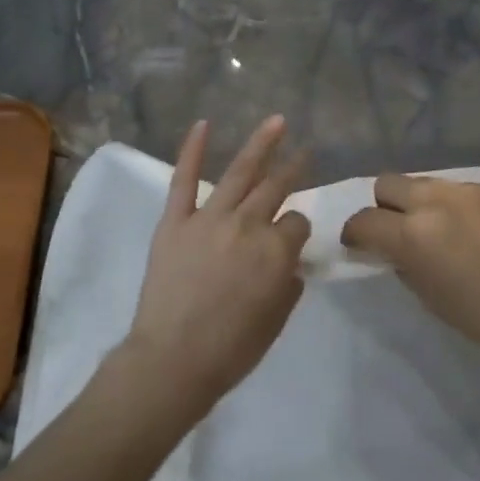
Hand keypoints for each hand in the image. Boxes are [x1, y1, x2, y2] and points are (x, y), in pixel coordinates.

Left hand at [112, 116, 309, 420]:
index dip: (297, 231)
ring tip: (277, 121)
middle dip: (294, 168)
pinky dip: (192, 150)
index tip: (292, 240)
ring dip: (261, 144)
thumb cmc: (233, 348)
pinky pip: (184, 179)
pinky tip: (203, 124)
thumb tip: (286, 264)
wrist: (174, 359)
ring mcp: (209, 218)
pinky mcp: (175, 221)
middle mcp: (248, 225)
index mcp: (277, 250)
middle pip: (276, 188)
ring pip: (240, 172)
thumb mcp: (277, 319)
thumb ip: (287, 283)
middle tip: (305, 151)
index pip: (297, 223)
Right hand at [340, 174, 479, 364]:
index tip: (359, 246)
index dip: (354, 234)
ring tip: (437, 231)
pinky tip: (471, 232)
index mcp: (414, 234)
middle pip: (387, 184)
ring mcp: (468, 190)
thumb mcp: (430, 298)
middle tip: (397, 234)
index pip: (364, 220)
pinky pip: (457, 190)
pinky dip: (452, 206)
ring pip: (423, 183)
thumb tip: (393, 250)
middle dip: (383, 208)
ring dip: (418, 204)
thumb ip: (402, 265)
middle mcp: (436, 201)